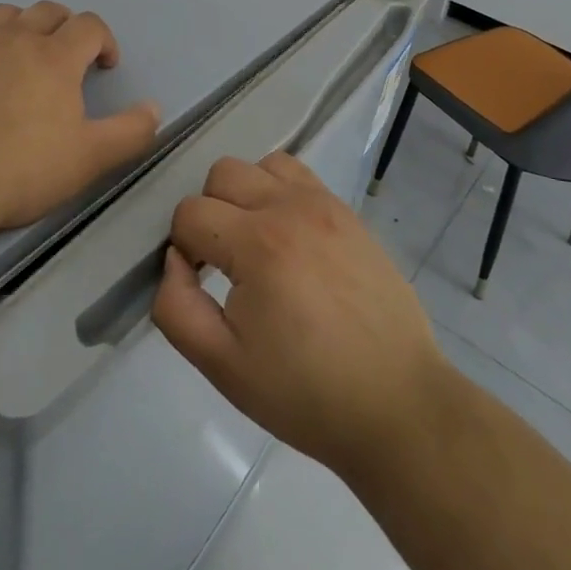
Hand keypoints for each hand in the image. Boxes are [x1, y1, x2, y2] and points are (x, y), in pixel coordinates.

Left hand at [0, 1, 161, 234]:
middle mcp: (14, 39)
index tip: (105, 66)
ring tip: (23, 56)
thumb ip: (131, 131)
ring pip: (4, 15)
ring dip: (22, 27)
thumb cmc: (21, 171)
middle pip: (47, 11)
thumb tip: (154, 108)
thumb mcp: (90, 159)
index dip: (104, 40)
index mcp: (54, 56)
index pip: (89, 25)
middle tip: (69, 58)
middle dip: (66, 27)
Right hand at [151, 152, 447, 481]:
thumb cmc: (305, 393)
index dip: (184, 248)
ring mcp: (324, 204)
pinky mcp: (348, 213)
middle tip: (224, 263)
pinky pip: (300, 176)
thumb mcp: (223, 366)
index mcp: (257, 244)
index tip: (202, 284)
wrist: (396, 404)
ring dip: (246, 195)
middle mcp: (289, 208)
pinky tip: (289, 239)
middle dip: (210, 213)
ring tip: (257, 244)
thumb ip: (176, 308)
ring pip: (262, 165)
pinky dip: (280, 192)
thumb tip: (174, 260)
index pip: (190, 212)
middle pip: (222, 173)